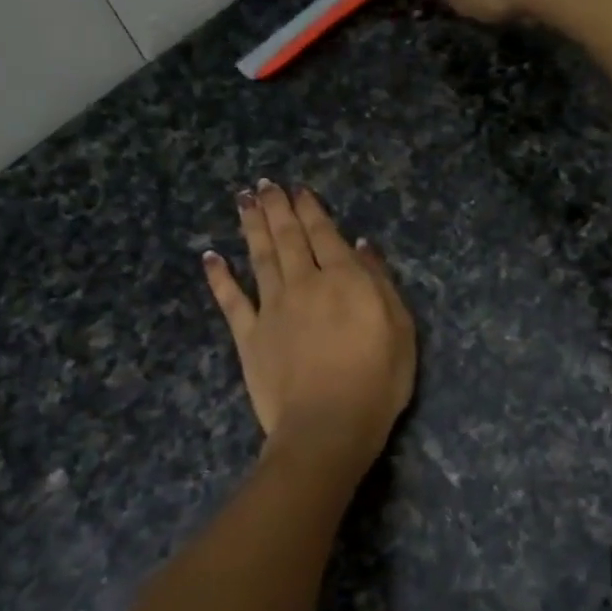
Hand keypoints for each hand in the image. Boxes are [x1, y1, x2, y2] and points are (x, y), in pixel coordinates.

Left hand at [203, 181, 416, 461]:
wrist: (328, 425)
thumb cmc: (377, 380)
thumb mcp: (400, 328)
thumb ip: (379, 282)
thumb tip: (361, 246)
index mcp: (344, 279)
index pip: (324, 234)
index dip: (311, 209)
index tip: (298, 189)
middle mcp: (304, 283)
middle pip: (288, 237)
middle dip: (277, 208)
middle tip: (264, 184)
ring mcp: (272, 308)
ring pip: (260, 257)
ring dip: (251, 227)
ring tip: (243, 201)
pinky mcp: (249, 336)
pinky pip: (231, 300)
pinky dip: (220, 277)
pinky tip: (211, 257)